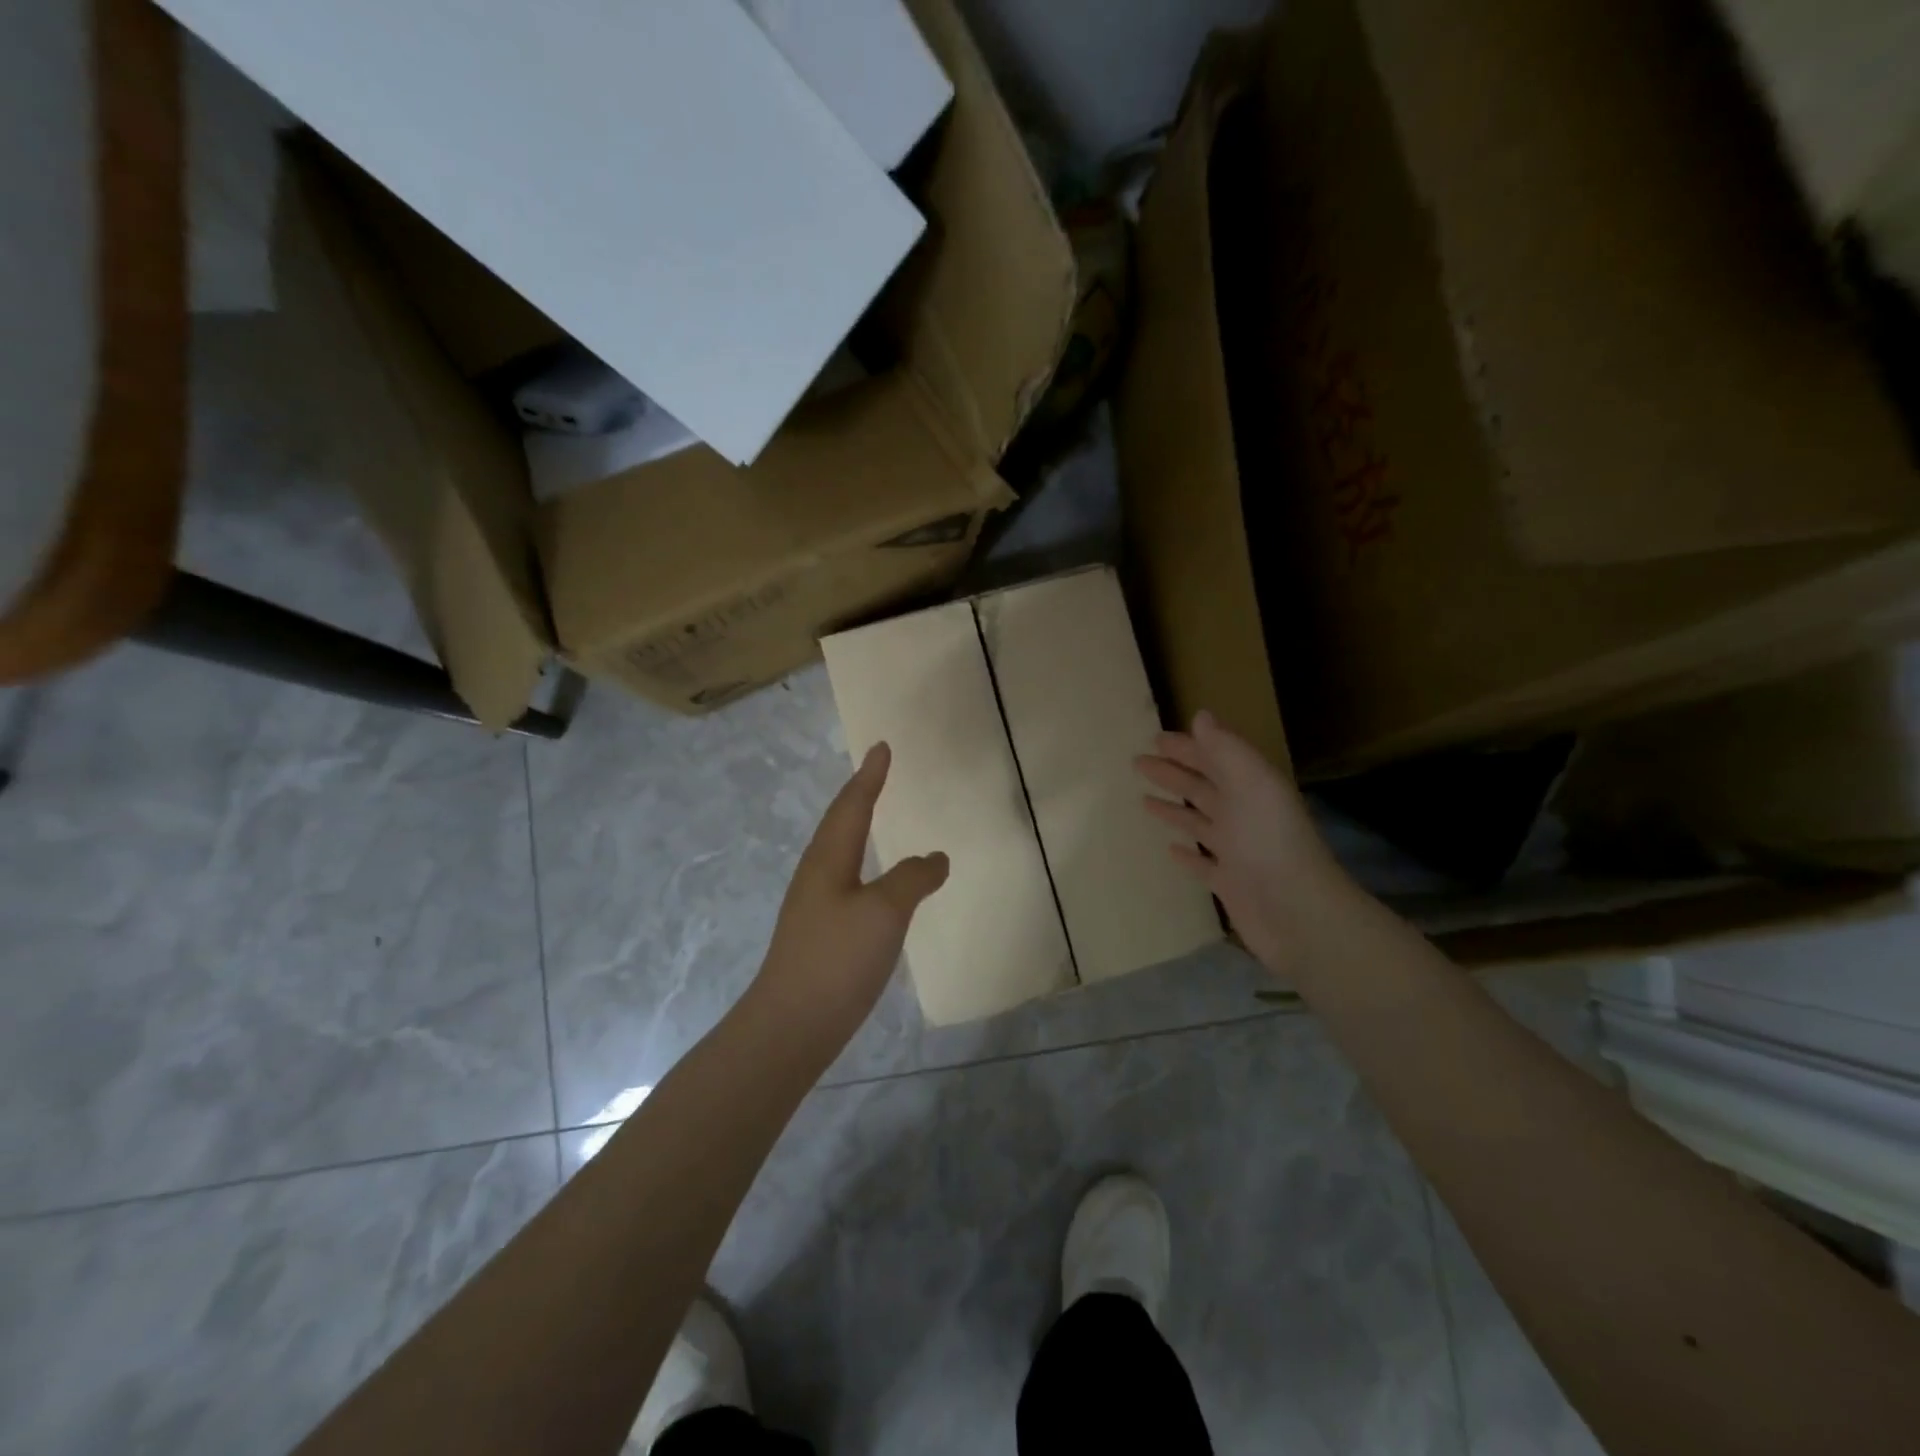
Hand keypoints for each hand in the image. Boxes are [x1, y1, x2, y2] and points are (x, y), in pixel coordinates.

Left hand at [753, 743, 949, 1047]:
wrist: (791, 1026)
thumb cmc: (837, 958)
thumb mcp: (884, 912)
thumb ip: (912, 878)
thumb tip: (936, 858)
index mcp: (828, 859)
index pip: (852, 805)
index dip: (870, 776)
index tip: (882, 747)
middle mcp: (817, 875)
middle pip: (839, 823)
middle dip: (859, 795)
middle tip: (878, 774)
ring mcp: (814, 906)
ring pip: (839, 853)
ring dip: (857, 827)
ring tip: (875, 818)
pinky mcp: (820, 934)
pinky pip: (846, 882)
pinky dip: (864, 865)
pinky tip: (875, 885)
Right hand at [1136, 710, 1350, 975]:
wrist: (1296, 913)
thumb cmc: (1269, 841)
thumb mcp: (1251, 783)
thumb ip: (1226, 749)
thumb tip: (1200, 715)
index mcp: (1250, 789)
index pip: (1214, 759)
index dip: (1187, 747)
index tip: (1155, 738)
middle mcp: (1243, 816)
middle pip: (1202, 788)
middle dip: (1173, 773)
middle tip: (1138, 762)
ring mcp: (1235, 851)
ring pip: (1199, 822)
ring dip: (1174, 810)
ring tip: (1144, 799)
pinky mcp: (1228, 883)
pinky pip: (1201, 863)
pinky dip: (1186, 854)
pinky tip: (1170, 850)